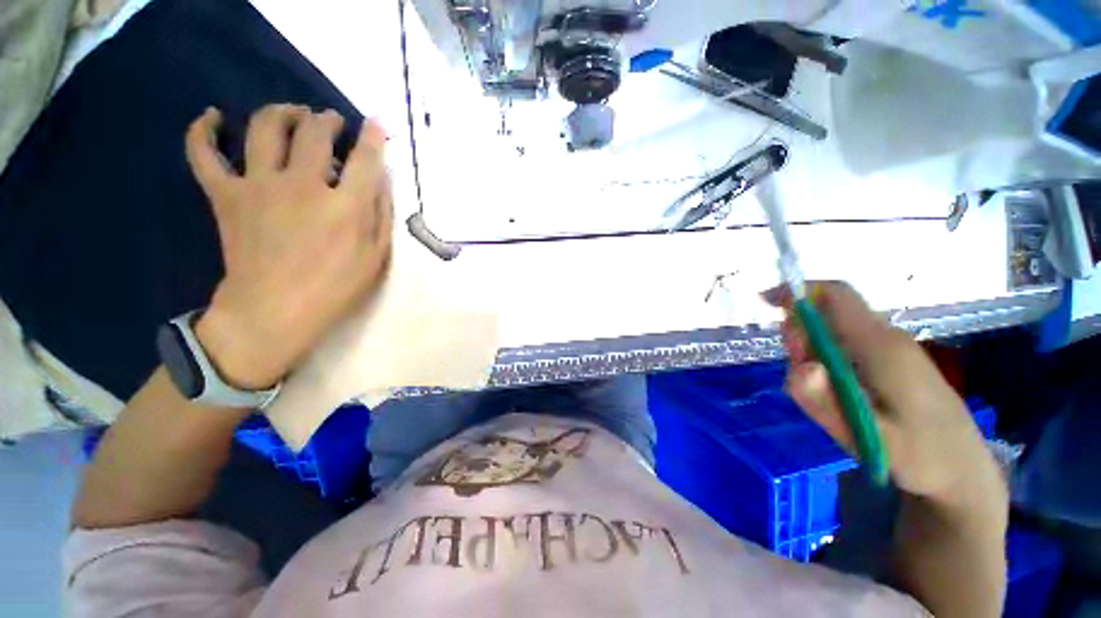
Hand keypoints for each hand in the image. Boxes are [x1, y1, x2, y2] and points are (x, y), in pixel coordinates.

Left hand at [184, 105, 392, 389]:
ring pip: (266, 127)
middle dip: (328, 120)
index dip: (374, 137)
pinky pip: (204, 153)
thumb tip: (381, 179)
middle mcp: (304, 185)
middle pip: (315, 132)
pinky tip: (212, 118)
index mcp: (345, 206)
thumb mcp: (376, 258)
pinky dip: (203, 130)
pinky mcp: (226, 196)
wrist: (274, 312)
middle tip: (332, 122)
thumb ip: (381, 215)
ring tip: (292, 114)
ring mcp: (259, 186)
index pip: (365, 158)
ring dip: (283, 112)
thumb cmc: (335, 289)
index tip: (376, 125)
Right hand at [765, 282, 1004, 509]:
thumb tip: (800, 366)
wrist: (965, 474)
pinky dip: (825, 358)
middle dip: (800, 331)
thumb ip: (827, 403)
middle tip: (800, 373)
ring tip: (823, 394)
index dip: (798, 290)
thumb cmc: (922, 458)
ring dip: (811, 350)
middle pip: (829, 312)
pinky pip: (846, 344)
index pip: (836, 296)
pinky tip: (836, 392)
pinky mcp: (892, 362)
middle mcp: (886, 338)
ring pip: (835, 330)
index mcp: (881, 346)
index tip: (765, 301)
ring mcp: (891, 349)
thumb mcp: (868, 438)